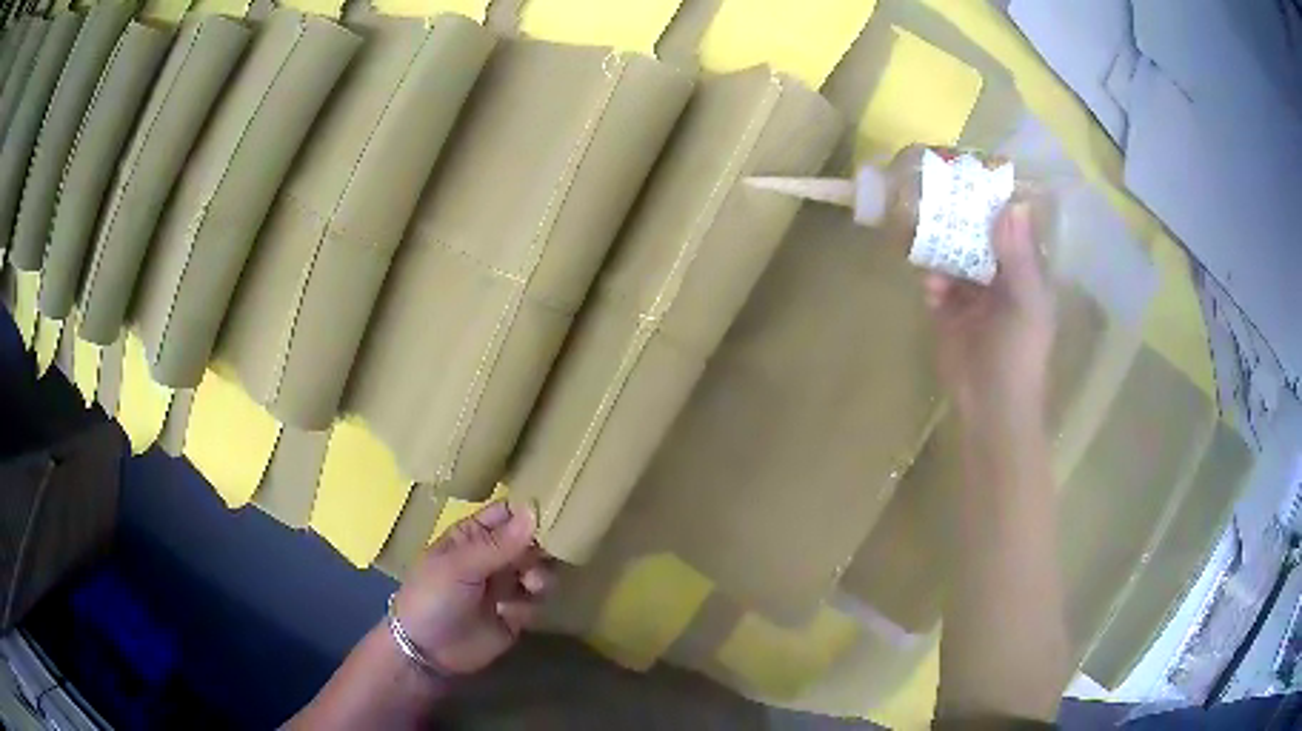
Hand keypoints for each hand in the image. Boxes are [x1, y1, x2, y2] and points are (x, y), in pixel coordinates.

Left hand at [392, 501, 551, 675]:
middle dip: (542, 547)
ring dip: (541, 576)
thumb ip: (499, 544)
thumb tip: (533, 511)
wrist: (426, 651)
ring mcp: (505, 585)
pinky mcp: (516, 614)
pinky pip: (537, 602)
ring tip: (532, 586)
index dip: (530, 509)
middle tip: (547, 555)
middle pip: (530, 541)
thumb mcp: (460, 566)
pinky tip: (514, 613)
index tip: (558, 510)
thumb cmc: (433, 596)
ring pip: (539, 570)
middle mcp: (494, 556)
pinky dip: (533, 604)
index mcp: (473, 535)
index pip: (508, 512)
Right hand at [925, 201, 1054, 420]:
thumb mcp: (1027, 302)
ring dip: (940, 248)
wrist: (992, 406)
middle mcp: (999, 277)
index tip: (974, 176)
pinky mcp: (948, 314)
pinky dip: (931, 281)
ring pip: (953, 258)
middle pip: (977, 238)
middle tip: (936, 195)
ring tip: (922, 232)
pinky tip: (931, 286)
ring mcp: (972, 296)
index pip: (1010, 228)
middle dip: (959, 220)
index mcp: (1024, 272)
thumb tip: (1012, 204)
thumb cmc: (1020, 353)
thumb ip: (1019, 256)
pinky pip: (936, 285)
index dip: (996, 203)